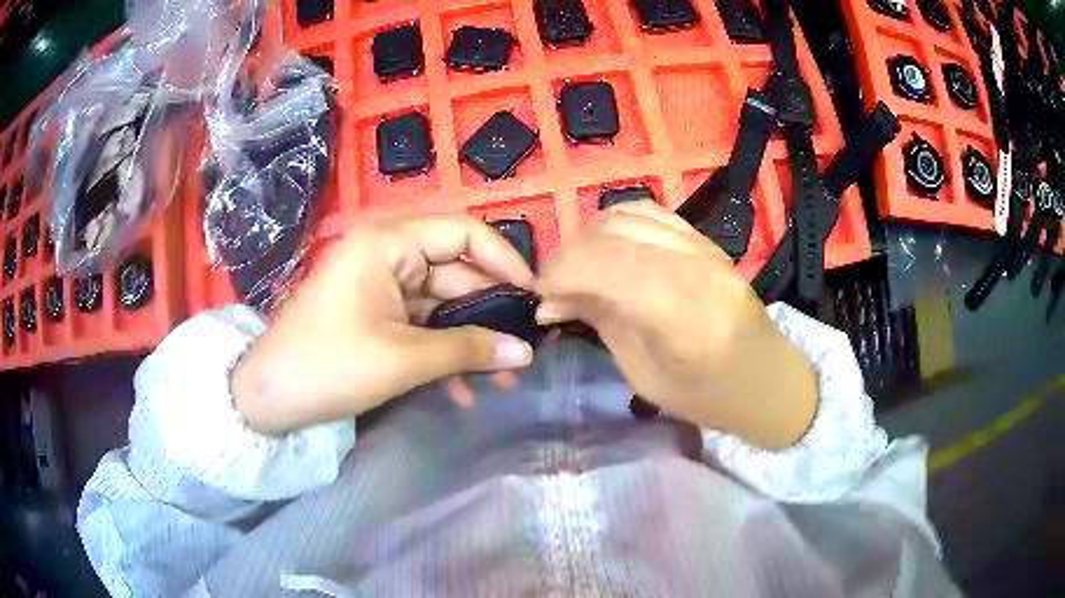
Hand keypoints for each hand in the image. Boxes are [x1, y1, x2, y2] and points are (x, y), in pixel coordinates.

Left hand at [232, 214, 535, 434]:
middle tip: (525, 350)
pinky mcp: (376, 314)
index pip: (463, 232)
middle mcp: (387, 253)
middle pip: (456, 270)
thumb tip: (525, 352)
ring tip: (503, 380)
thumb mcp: (402, 359)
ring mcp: (381, 285)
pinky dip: (443, 351)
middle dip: (491, 313)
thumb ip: (468, 349)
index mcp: (388, 242)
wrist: (267, 399)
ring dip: (470, 340)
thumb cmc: (328, 365)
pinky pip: (422, 325)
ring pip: (442, 304)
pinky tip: (463, 390)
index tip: (533, 300)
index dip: (505, 261)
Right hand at [536, 202, 816, 448]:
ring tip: (579, 268)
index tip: (542, 297)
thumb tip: (551, 302)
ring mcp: (703, 246)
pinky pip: (650, 212)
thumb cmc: (708, 395)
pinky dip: (616, 224)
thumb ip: (602, 325)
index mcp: (683, 314)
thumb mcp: (645, 377)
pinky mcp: (704, 238)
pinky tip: (608, 249)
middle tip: (554, 288)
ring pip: (627, 214)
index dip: (562, 273)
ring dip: (590, 237)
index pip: (607, 265)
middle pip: (613, 234)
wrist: (767, 377)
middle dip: (569, 256)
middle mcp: (694, 267)